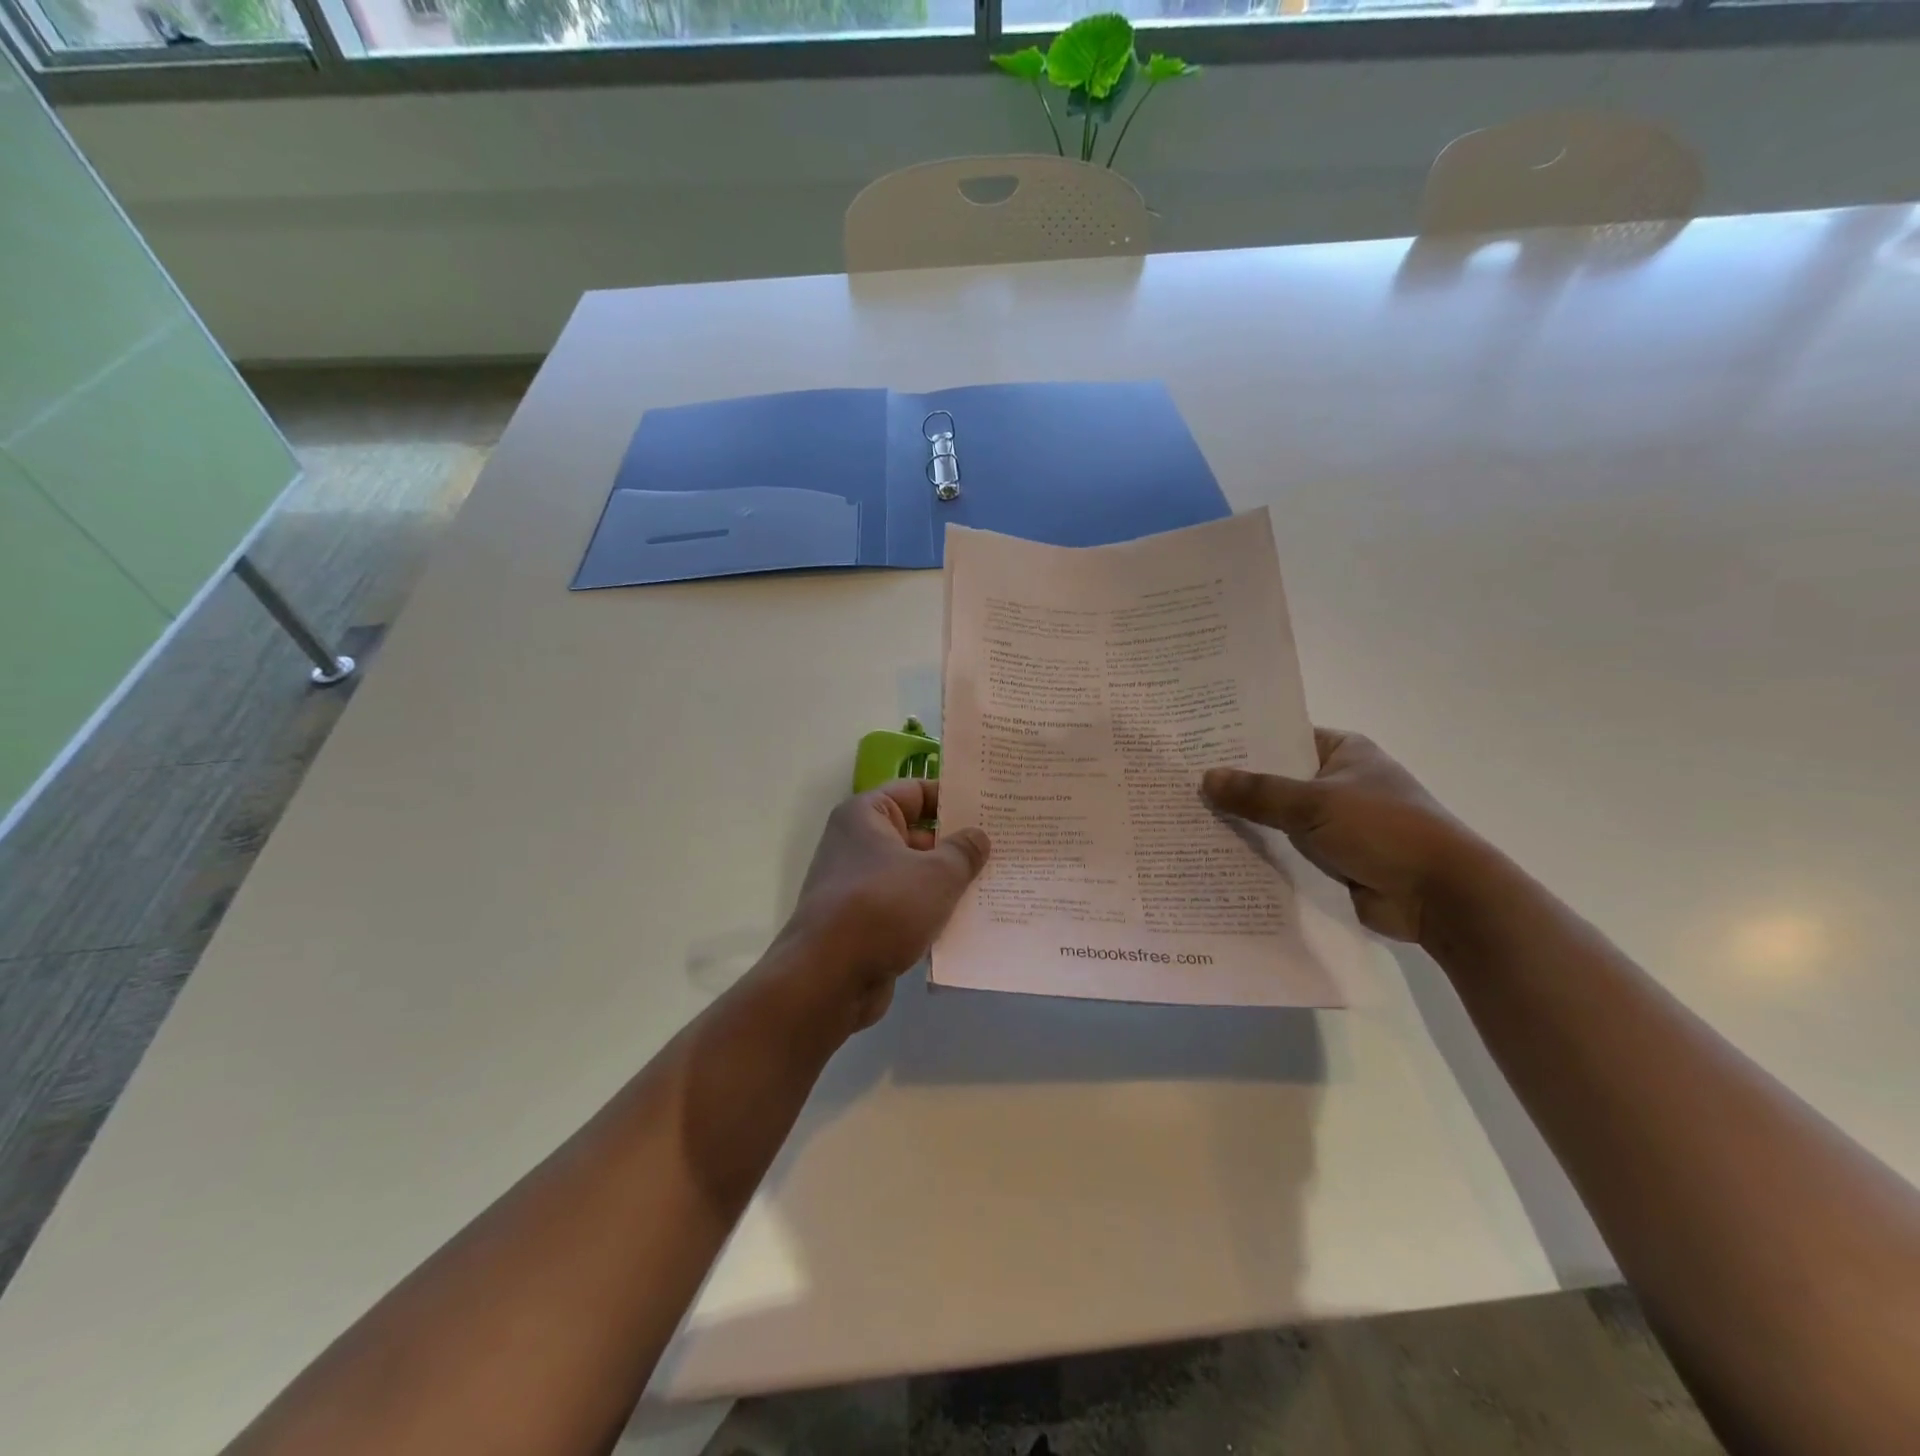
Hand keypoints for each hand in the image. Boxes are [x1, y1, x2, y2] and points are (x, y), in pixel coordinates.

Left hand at [779, 781, 989, 1030]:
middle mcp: (858, 843)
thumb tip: (978, 836)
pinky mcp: (865, 923)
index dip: (954, 796)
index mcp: (867, 815)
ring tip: (998, 883)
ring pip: (915, 874)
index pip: (916, 791)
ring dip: (950, 882)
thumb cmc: (883, 907)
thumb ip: (963, 851)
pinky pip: (908, 907)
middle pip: (918, 833)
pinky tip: (973, 921)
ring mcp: (860, 885)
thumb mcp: (936, 874)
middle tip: (1006, 846)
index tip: (992, 804)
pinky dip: (934, 912)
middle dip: (959, 844)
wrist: (828, 978)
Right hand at [1202, 728, 1486, 942]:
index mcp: (1341, 751)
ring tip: (1186, 821)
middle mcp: (1335, 782)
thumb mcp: (1316, 803)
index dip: (1240, 742)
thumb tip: (1206, 777)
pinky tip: (1214, 856)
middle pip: (1274, 780)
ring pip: (1276, 819)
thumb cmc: (1384, 830)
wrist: (1440, 896)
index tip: (1194, 747)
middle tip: (1180, 786)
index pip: (1280, 737)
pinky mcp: (1329, 860)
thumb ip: (1259, 792)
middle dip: (1234, 787)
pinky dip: (1258, 855)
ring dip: (1243, 824)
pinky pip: (1284, 852)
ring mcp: (1333, 824)